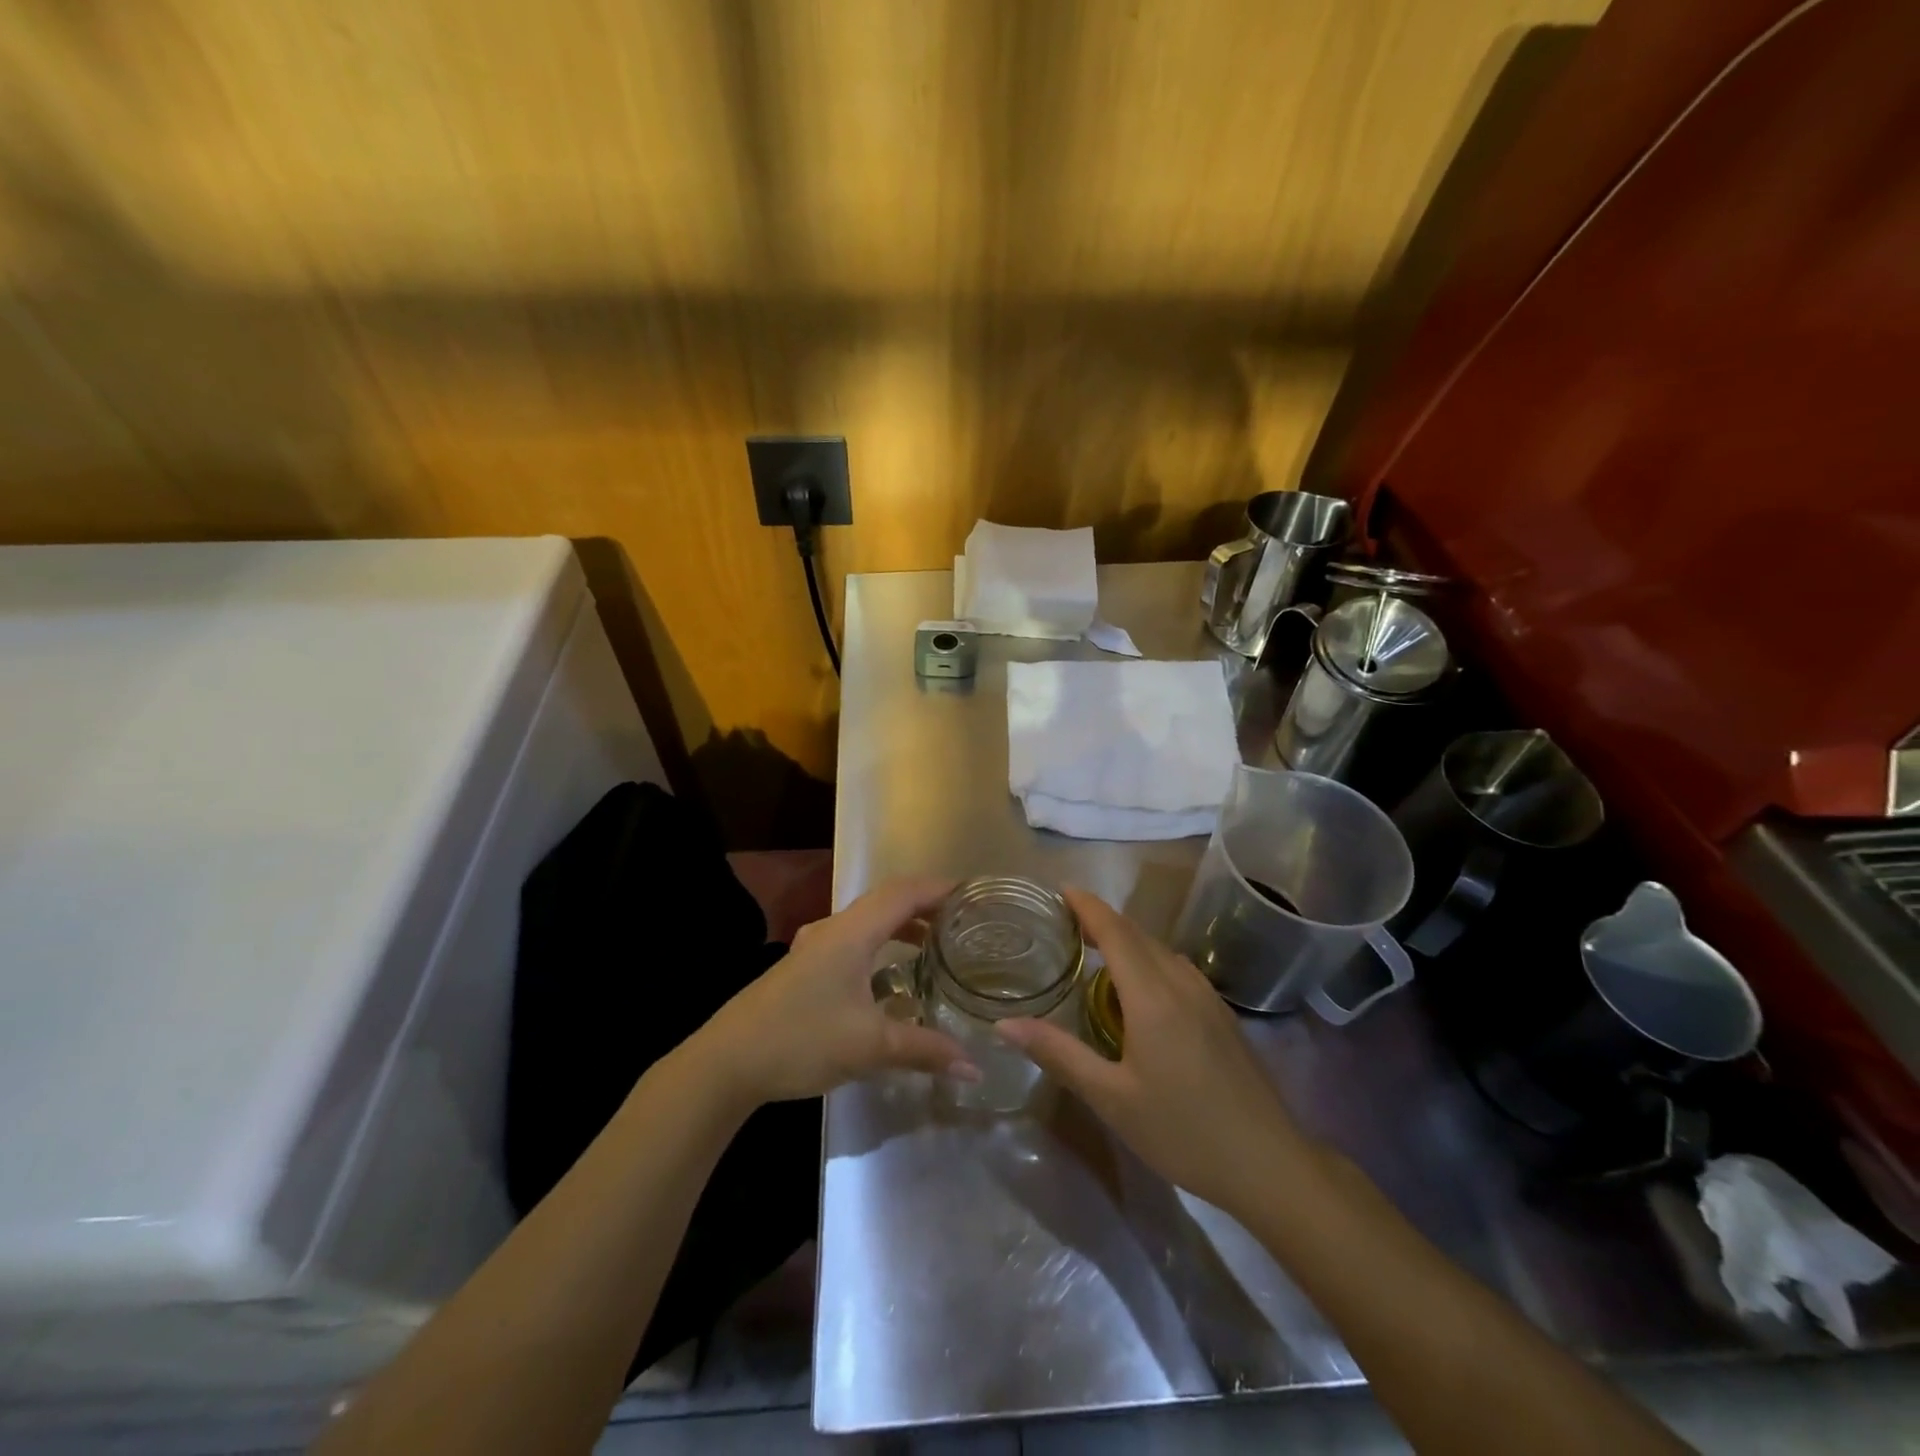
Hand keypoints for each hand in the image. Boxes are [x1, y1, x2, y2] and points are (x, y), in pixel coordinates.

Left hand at [695, 876, 978, 1105]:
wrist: (725, 1062)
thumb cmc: (800, 1039)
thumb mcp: (869, 1046)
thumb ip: (924, 1050)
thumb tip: (974, 1068)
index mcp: (851, 932)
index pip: (904, 893)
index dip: (939, 888)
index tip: (974, 895)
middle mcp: (833, 929)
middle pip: (887, 901)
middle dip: (925, 906)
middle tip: (962, 922)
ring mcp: (814, 948)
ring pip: (867, 922)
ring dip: (901, 926)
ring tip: (934, 945)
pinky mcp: (803, 968)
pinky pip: (853, 941)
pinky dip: (880, 945)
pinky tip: (889, 978)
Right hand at [996, 888, 1316, 1215]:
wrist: (1269, 1163)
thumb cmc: (1183, 1131)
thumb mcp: (1111, 1098)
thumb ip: (1059, 1054)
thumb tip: (1005, 1025)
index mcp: (1152, 996)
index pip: (1115, 932)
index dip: (1088, 906)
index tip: (1061, 889)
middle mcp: (1181, 983)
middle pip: (1138, 934)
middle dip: (1102, 919)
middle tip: (1066, 919)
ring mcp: (1207, 997)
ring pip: (1160, 950)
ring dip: (1127, 939)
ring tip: (1095, 949)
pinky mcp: (1221, 1015)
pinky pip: (1177, 968)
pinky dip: (1148, 959)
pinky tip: (1139, 988)